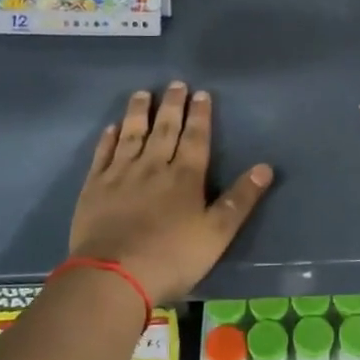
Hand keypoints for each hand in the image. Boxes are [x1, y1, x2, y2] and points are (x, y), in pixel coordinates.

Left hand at [68, 82, 273, 304]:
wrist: (113, 276)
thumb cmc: (171, 257)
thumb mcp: (217, 234)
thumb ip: (240, 199)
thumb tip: (265, 167)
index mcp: (185, 177)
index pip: (195, 138)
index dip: (200, 115)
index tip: (201, 94)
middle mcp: (153, 167)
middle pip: (164, 130)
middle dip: (172, 106)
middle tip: (176, 84)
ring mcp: (120, 175)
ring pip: (132, 135)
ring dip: (139, 113)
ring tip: (143, 94)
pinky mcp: (94, 188)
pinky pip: (102, 154)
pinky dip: (108, 139)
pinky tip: (112, 128)